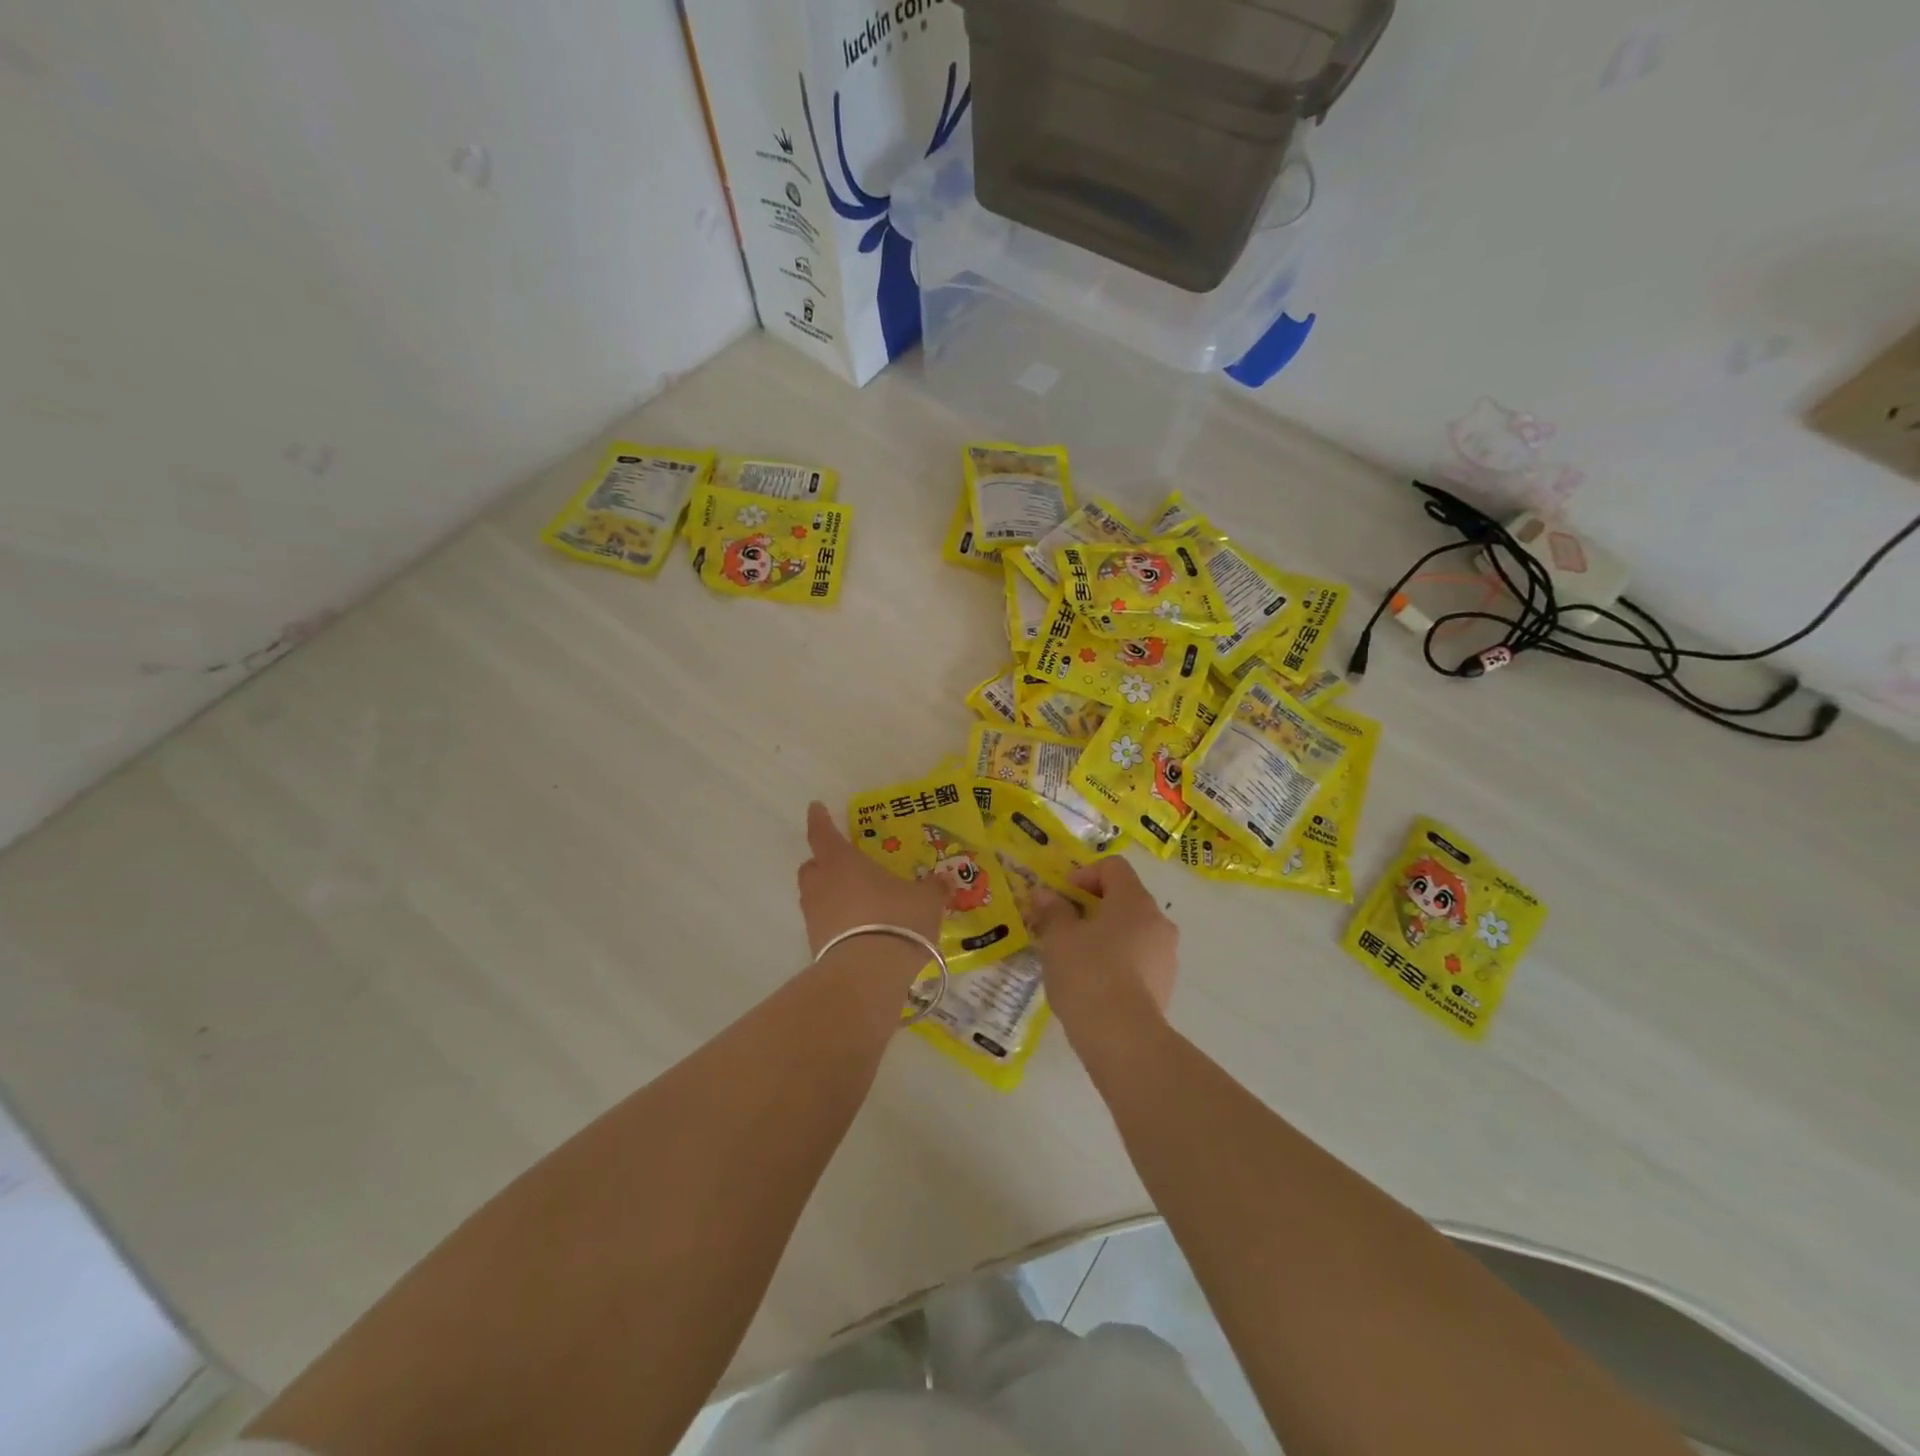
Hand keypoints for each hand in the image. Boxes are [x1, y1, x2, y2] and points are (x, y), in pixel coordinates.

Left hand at [797, 801, 946, 959]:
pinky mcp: (815, 947)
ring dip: (829, 894)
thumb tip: (944, 880)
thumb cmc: (896, 920)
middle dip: (823, 862)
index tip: (815, 808)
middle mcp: (822, 885)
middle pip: (812, 866)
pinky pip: (823, 925)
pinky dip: (835, 923)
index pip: (823, 833)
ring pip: (815, 896)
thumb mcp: (926, 901)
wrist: (867, 975)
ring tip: (856, 901)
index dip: (819, 819)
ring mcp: (814, 917)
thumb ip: (933, 888)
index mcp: (843, 861)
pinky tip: (858, 931)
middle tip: (842, 864)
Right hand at [1030, 857, 1177, 1041]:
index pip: (1114, 867)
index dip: (1084, 874)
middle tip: (1062, 927)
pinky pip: (1137, 961)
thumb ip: (1052, 910)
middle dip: (1091, 908)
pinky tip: (1092, 986)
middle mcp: (1158, 922)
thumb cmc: (1088, 974)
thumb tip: (1044, 894)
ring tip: (1074, 959)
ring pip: (1131, 932)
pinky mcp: (1165, 987)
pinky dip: (1116, 963)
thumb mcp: (1058, 938)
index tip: (1062, 896)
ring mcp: (1166, 956)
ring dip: (1104, 936)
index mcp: (1135, 901)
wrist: (1123, 1038)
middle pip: (1124, 899)